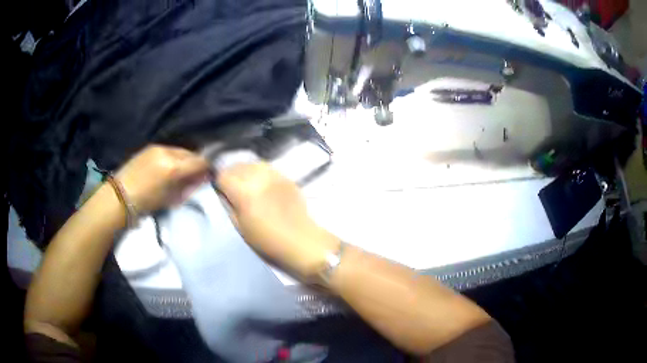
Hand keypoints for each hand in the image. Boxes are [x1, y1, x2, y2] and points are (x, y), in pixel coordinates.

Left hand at [116, 145, 209, 213]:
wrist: (119, 196)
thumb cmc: (146, 203)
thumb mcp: (170, 198)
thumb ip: (187, 187)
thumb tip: (200, 179)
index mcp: (174, 168)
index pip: (199, 161)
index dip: (207, 168)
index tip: (208, 175)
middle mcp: (167, 152)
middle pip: (190, 153)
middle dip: (195, 163)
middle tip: (195, 175)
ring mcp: (157, 148)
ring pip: (179, 151)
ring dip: (184, 160)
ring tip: (180, 172)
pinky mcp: (149, 147)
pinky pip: (168, 150)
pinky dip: (173, 157)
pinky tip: (168, 167)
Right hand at [217, 162, 339, 279]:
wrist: (300, 240)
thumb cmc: (267, 240)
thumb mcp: (240, 227)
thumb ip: (229, 206)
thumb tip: (223, 193)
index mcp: (244, 192)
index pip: (223, 176)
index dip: (219, 183)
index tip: (220, 191)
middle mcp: (258, 178)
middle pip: (237, 166)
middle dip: (231, 175)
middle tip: (231, 187)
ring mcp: (274, 175)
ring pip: (252, 163)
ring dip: (245, 171)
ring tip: (246, 183)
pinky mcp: (286, 177)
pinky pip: (267, 168)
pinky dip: (260, 172)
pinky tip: (261, 183)